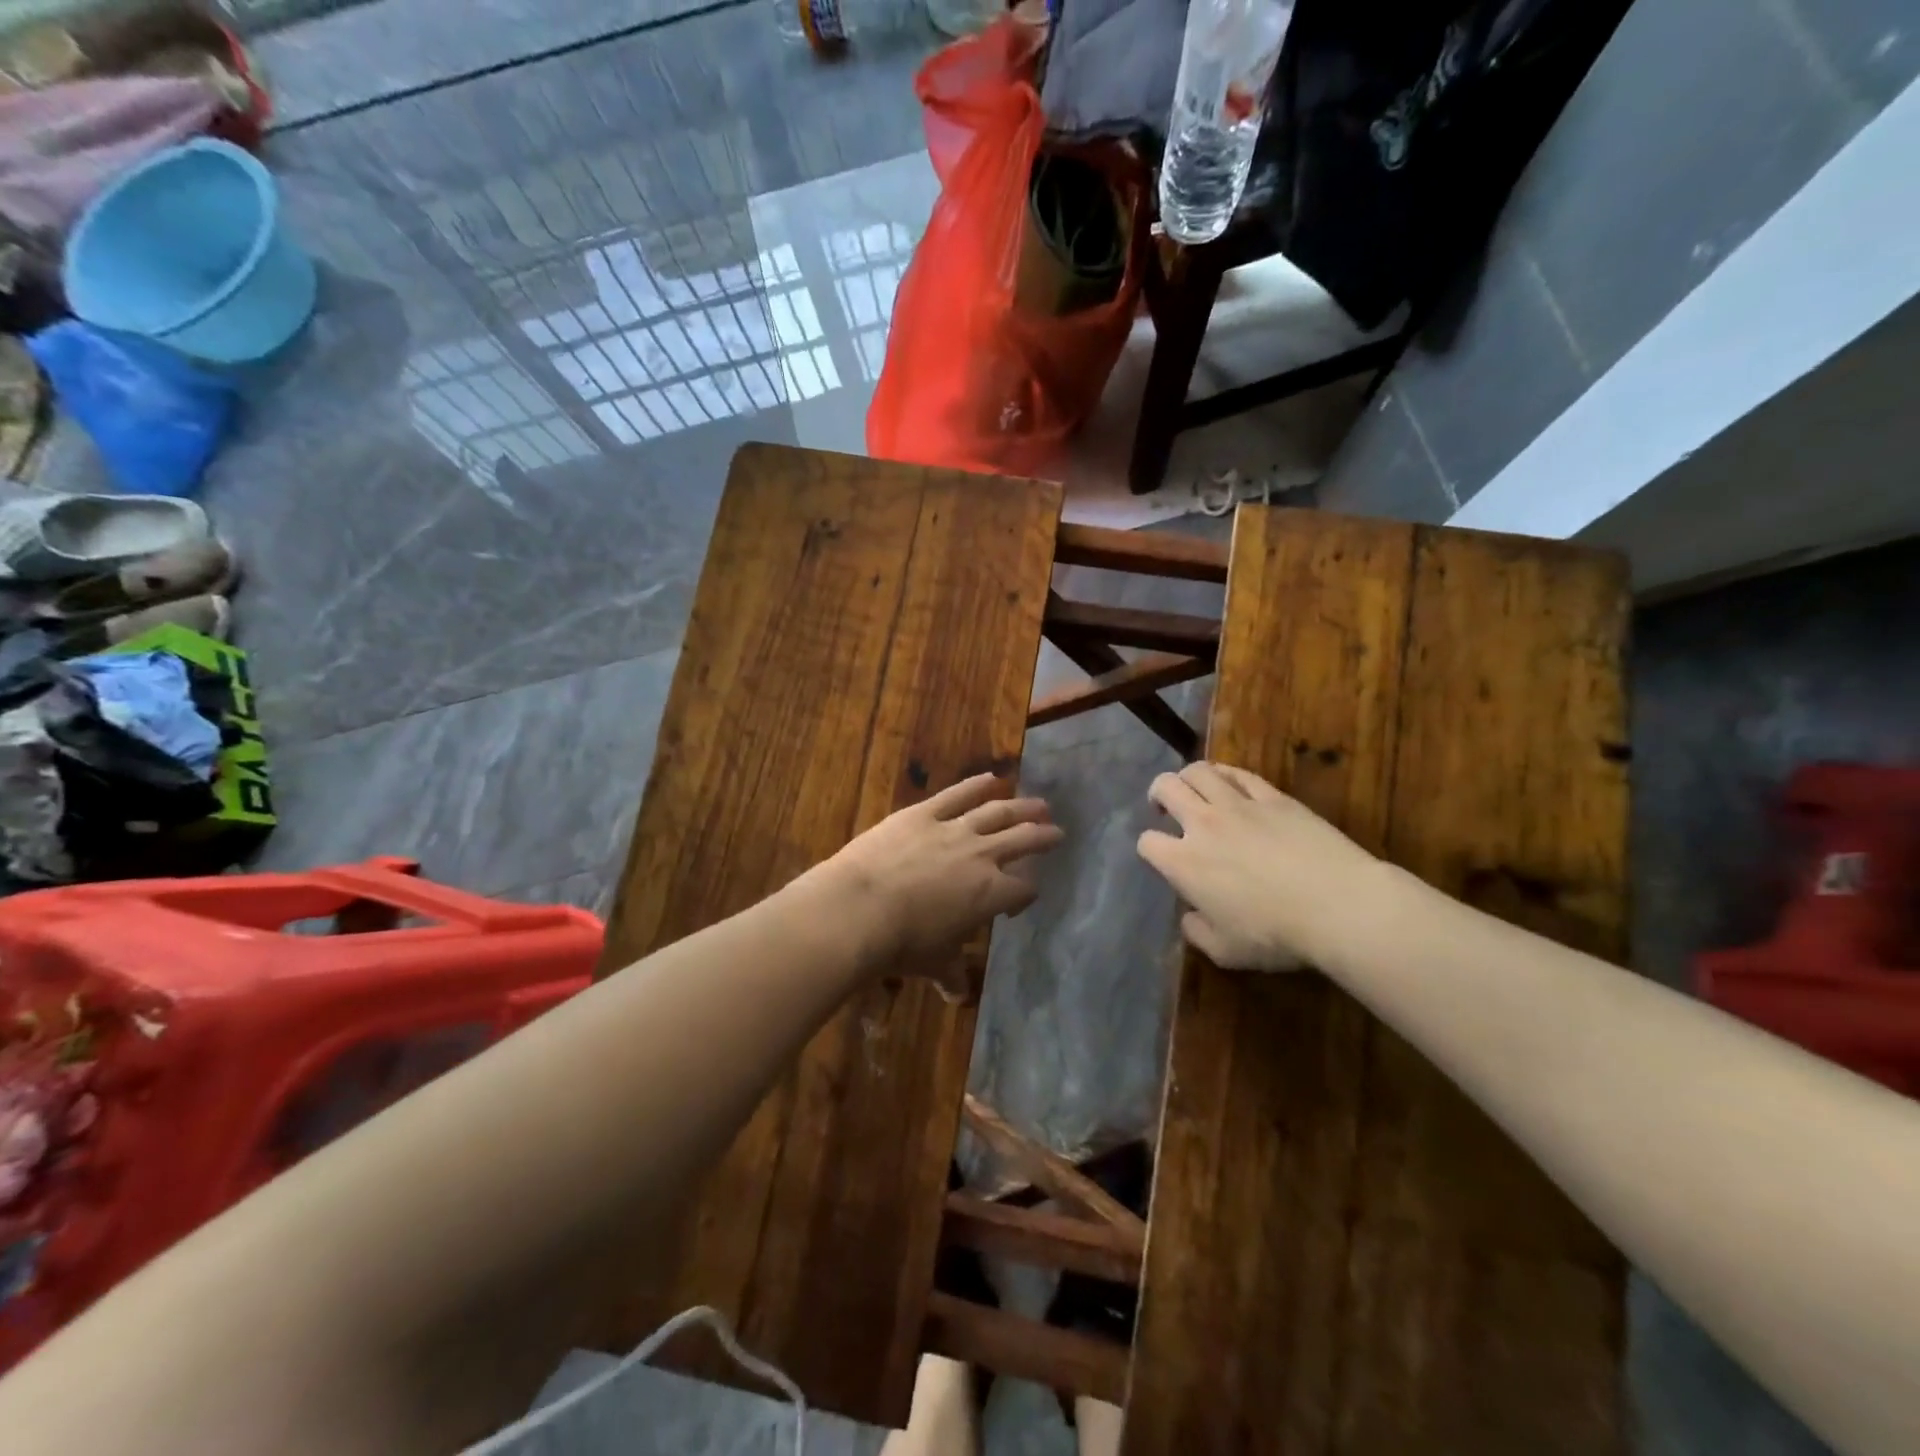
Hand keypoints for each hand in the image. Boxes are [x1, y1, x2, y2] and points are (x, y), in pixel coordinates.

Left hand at [799, 773, 1063, 991]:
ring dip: (1021, 807)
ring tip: (1039, 804)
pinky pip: (956, 794)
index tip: (1018, 902)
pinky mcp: (923, 813)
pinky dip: (976, 784)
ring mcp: (953, 829)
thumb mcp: (933, 962)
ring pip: (997, 812)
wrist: (861, 907)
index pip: (1024, 889)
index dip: (1027, 895)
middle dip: (1043, 836)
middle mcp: (981, 856)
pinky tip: (991, 778)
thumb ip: (951, 974)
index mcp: (990, 894)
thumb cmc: (902, 942)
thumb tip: (958, 996)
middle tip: (1058, 831)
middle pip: (1022, 841)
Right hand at [1136, 762, 1387, 971]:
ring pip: (1199, 771)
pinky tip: (1228, 783)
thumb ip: (1197, 932)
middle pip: (1165, 788)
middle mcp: (1203, 824)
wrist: (1338, 905)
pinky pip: (1239, 773)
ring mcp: (1238, 805)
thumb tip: (1190, 917)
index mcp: (1183, 863)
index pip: (1148, 842)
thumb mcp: (1226, 952)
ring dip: (1188, 777)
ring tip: (1194, 789)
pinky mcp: (1273, 796)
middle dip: (1158, 795)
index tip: (1162, 858)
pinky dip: (1225, 774)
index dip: (1150, 848)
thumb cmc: (1276, 935)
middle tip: (1166, 807)